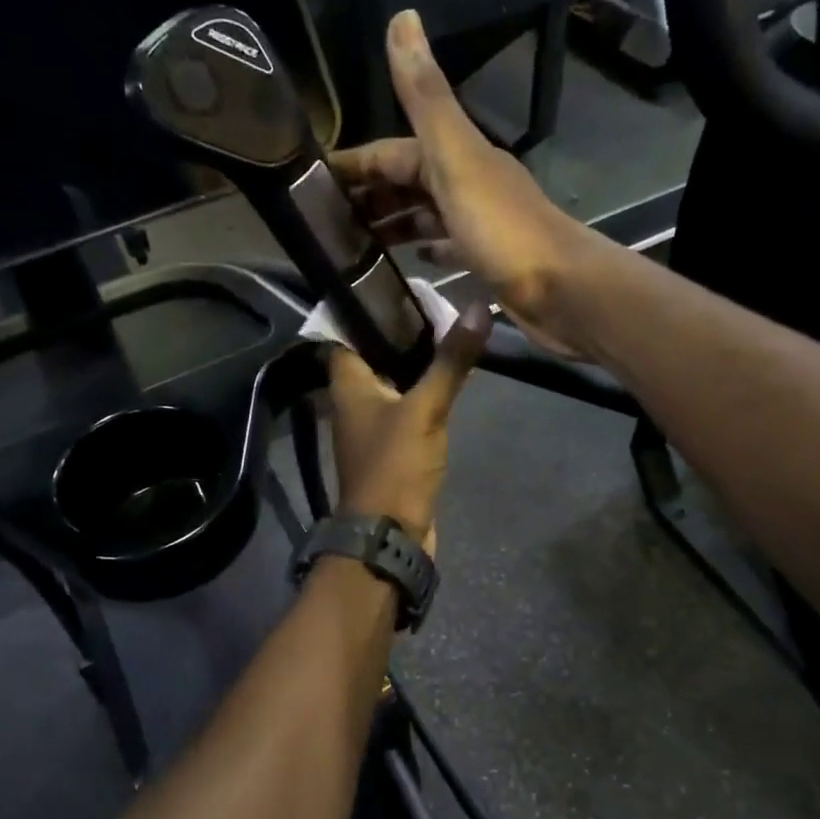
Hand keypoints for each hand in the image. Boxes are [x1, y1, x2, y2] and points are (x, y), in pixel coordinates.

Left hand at [327, 301, 492, 555]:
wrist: (391, 535)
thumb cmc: (395, 466)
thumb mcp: (425, 409)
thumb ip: (450, 361)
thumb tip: (476, 308)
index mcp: (347, 384)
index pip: (343, 331)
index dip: (365, 306)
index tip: (396, 283)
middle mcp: (353, 401)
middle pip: (371, 354)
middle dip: (398, 330)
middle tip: (434, 300)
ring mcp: (372, 426)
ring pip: (390, 381)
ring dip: (413, 360)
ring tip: (446, 328)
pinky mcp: (392, 447)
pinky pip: (405, 407)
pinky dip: (422, 390)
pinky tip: (447, 377)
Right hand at [330, 11, 596, 355]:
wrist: (561, 290)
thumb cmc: (502, 229)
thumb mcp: (456, 158)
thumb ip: (426, 98)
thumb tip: (402, 16)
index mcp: (456, 156)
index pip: (393, 152)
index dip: (355, 164)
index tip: (313, 184)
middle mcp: (467, 184)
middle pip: (407, 184)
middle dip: (369, 197)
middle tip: (326, 225)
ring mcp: (478, 224)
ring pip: (424, 216)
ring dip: (392, 224)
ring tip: (354, 247)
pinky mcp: (486, 261)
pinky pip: (447, 248)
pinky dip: (425, 249)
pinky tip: (408, 262)